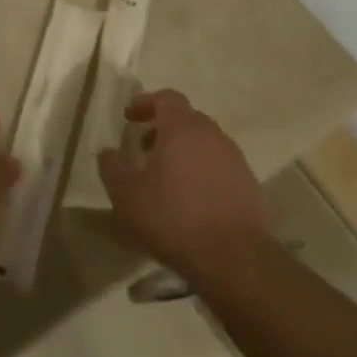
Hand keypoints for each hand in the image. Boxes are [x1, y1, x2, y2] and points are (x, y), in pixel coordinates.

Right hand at [98, 90, 269, 277]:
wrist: (232, 258)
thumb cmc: (172, 218)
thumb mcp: (126, 194)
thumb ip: (112, 166)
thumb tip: (108, 151)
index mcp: (182, 128)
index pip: (166, 98)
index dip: (146, 103)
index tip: (130, 118)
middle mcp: (212, 135)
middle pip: (187, 119)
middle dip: (163, 129)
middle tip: (144, 149)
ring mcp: (235, 159)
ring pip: (205, 143)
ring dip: (183, 151)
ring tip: (165, 178)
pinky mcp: (249, 184)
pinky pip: (219, 166)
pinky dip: (202, 171)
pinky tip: (190, 199)